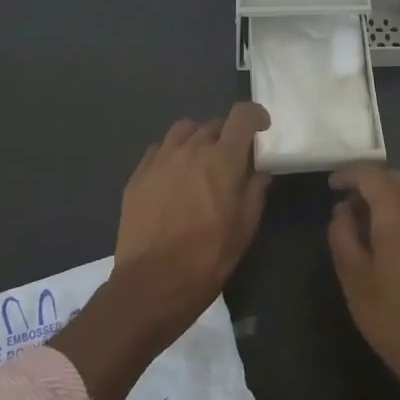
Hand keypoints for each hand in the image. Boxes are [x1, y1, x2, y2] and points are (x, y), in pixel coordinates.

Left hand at [110, 102, 272, 345]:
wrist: (151, 284)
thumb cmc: (207, 258)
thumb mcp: (245, 228)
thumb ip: (255, 191)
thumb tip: (259, 171)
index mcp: (223, 160)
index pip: (242, 115)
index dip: (255, 115)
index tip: (261, 127)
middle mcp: (191, 149)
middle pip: (214, 124)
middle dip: (227, 135)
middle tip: (231, 159)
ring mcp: (160, 159)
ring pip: (184, 130)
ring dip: (198, 139)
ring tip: (200, 162)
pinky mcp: (138, 175)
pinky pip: (159, 149)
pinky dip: (172, 154)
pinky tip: (173, 177)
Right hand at [327, 165, 399, 399]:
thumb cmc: (389, 315)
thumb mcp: (352, 276)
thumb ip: (342, 233)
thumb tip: (343, 209)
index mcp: (397, 213)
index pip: (371, 175)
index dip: (349, 173)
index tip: (332, 184)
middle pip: (395, 177)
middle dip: (369, 181)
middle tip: (348, 202)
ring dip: (392, 191)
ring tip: (373, 214)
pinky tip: (397, 230)